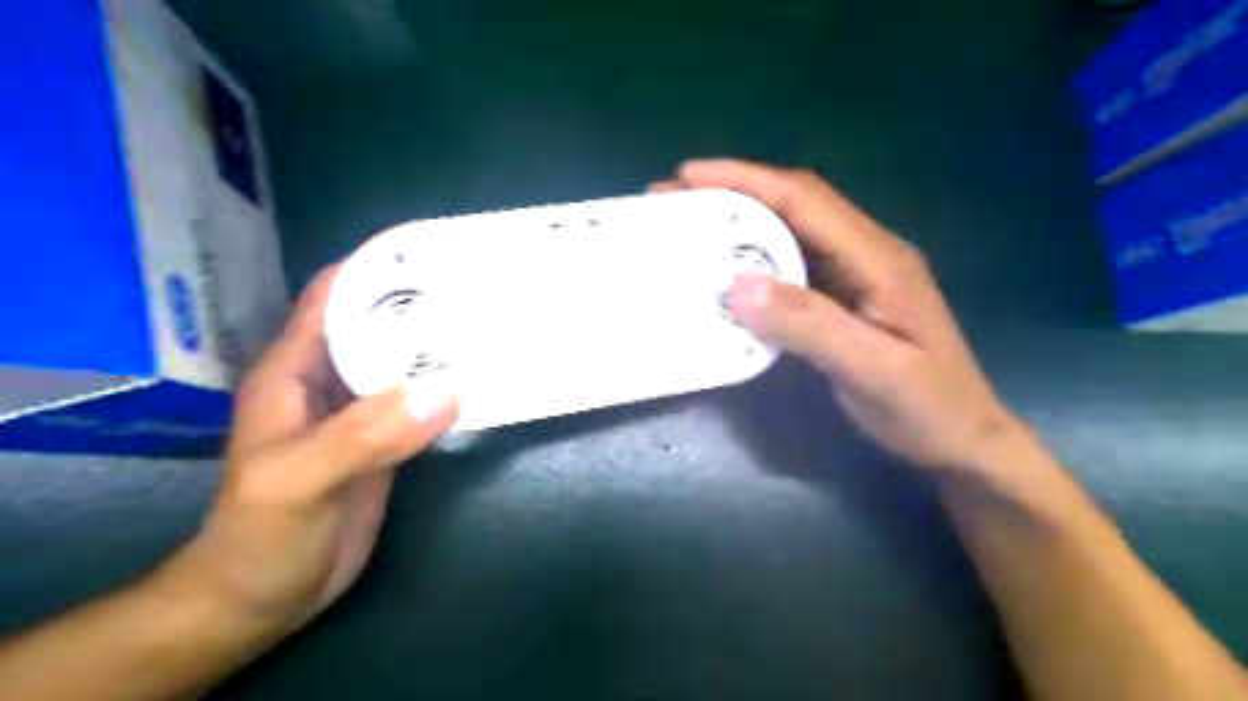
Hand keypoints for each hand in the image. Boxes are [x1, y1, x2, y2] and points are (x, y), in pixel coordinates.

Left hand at [170, 265, 452, 636]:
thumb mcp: (299, 480)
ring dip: (440, 346)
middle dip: (421, 304)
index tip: (431, 253)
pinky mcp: (387, 442)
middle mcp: (330, 381)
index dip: (375, 269)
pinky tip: (481, 381)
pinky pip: (421, 403)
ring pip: (403, 363)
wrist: (263, 598)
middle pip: (378, 325)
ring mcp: (361, 412)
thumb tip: (444, 390)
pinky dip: (448, 388)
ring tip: (490, 325)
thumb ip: (364, 435)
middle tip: (479, 288)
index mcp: (295, 370)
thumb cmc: (260, 535)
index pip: (334, 298)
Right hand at [655, 161, 1023, 472]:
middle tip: (675, 201)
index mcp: (877, 258)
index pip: (804, 200)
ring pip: (790, 233)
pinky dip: (754, 261)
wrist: (961, 440)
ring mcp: (854, 275)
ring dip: (740, 226)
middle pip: (794, 206)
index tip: (689, 175)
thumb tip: (738, 284)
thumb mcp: (871, 369)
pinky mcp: (843, 299)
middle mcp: (865, 253)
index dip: (746, 180)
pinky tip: (726, 273)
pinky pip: (791, 267)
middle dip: (733, 195)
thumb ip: (810, 325)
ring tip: (690, 229)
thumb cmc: (926, 408)